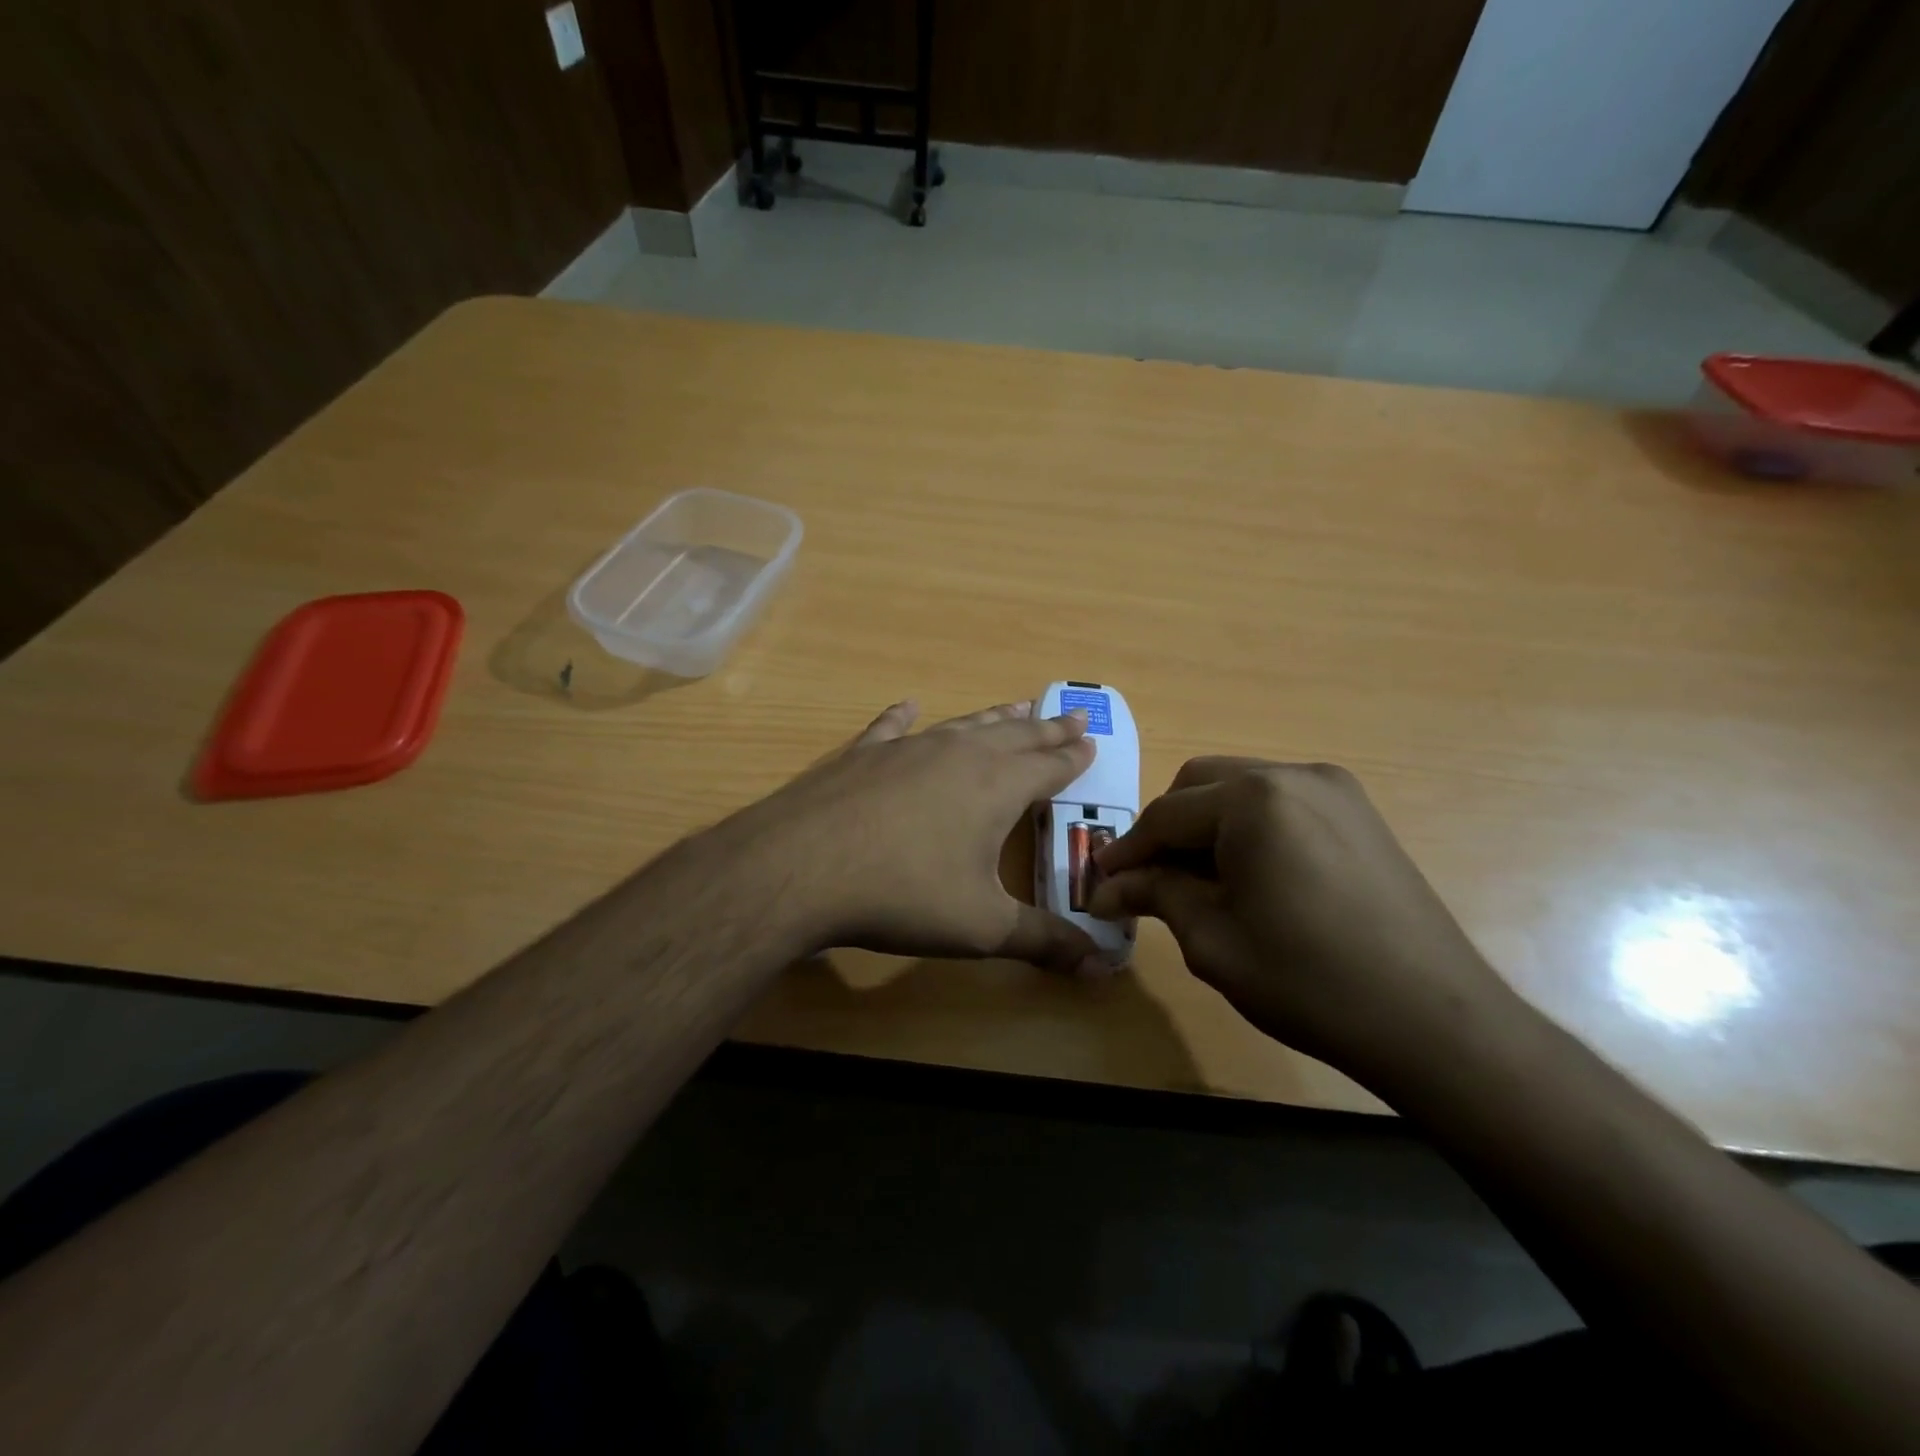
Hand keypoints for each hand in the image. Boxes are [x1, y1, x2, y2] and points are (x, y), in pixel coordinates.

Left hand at [709, 699, 1108, 973]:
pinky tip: (908, 707)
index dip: (1073, 757)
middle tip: (1071, 717)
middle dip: (1046, 729)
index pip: (1049, 766)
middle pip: (1015, 735)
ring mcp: (908, 748)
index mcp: (997, 787)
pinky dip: (903, 717)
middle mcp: (960, 755)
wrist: (803, 868)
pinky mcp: (863, 754)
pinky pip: (891, 728)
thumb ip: (1043, 941)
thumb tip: (1101, 967)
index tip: (1091, 741)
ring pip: (964, 725)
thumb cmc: (904, 894)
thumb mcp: (982, 927)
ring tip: (1016, 707)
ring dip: (994, 718)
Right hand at [1088, 758, 1524, 1079]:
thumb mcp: (1213, 939)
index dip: (1127, 850)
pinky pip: (1280, 802)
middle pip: (1201, 784)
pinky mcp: (1359, 812)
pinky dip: (1249, 827)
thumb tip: (1103, 887)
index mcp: (1253, 799)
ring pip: (1240, 787)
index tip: (1099, 881)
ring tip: (1199, 881)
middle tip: (1150, 880)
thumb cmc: (1308, 981)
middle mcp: (1293, 774)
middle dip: (1167, 828)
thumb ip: (1155, 895)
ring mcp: (1334, 788)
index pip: (1165, 814)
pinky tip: (1250, 875)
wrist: (1433, 1020)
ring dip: (1207, 824)